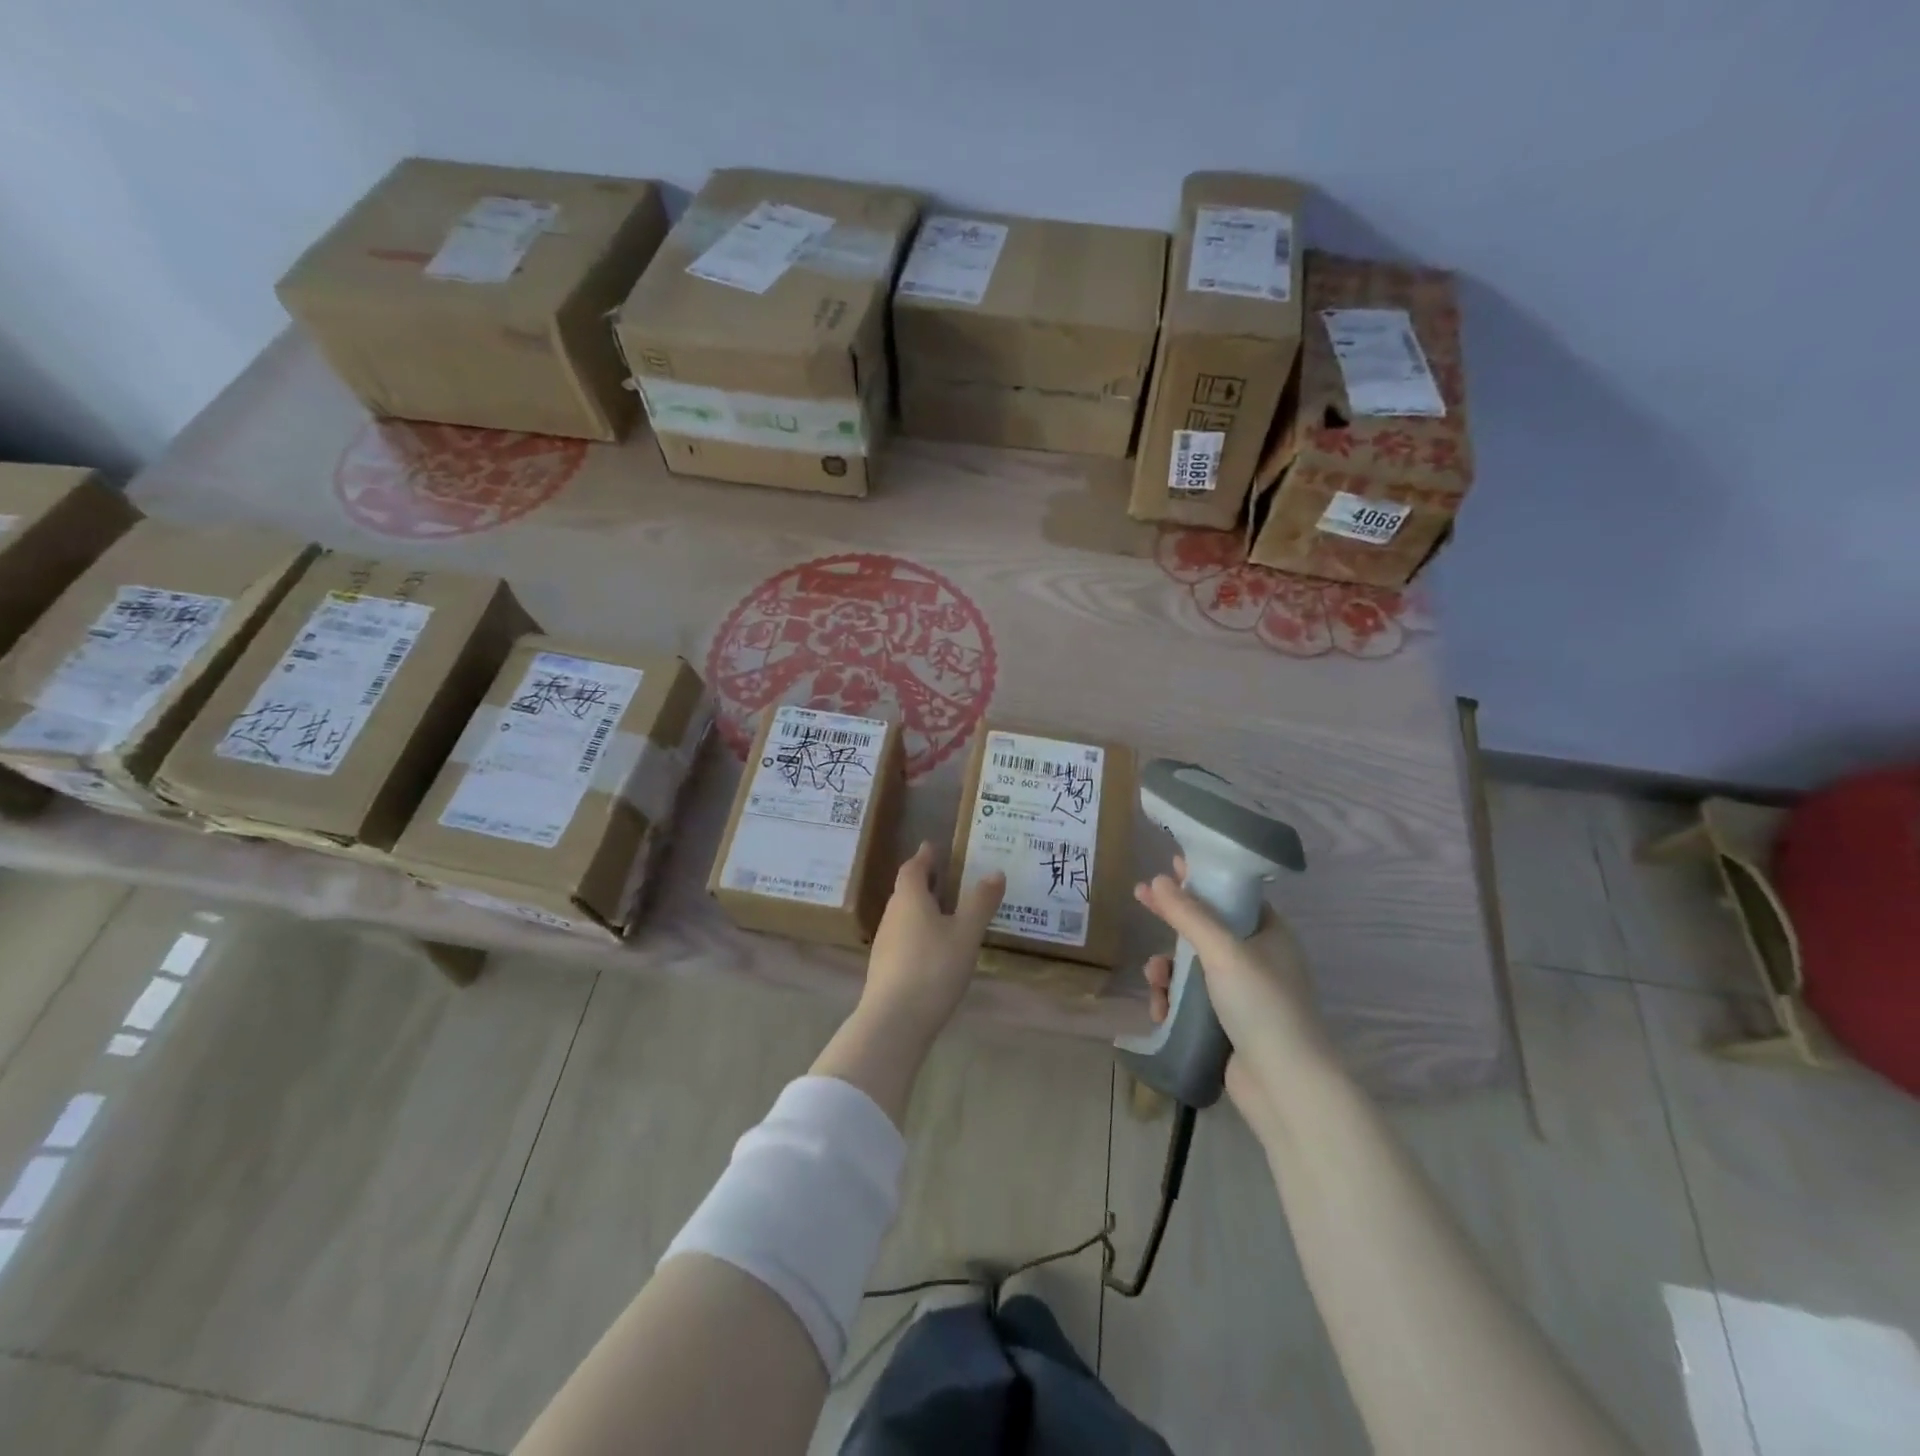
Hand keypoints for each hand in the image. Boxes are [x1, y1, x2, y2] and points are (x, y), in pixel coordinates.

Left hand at [858, 842, 1004, 1046]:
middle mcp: (892, 915)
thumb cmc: (933, 967)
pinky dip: (919, 932)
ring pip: (904, 916)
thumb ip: (981, 902)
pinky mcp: (884, 968)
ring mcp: (885, 943)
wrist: (894, 1020)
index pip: (913, 869)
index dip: (924, 857)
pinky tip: (934, 948)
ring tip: (945, 912)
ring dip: (921, 908)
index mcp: (909, 899)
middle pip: (906, 891)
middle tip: (945, 877)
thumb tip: (995, 871)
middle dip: (924, 881)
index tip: (932, 847)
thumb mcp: (966, 933)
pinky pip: (904, 938)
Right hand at [1135, 856, 1331, 1137]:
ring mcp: (1243, 993)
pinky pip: (1192, 999)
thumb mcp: (1223, 951)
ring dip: (1168, 969)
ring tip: (1154, 980)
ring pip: (1193, 966)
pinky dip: (1173, 1000)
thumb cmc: (1262, 1006)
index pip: (1232, 893)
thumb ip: (1188, 914)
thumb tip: (1156, 880)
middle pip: (1207, 928)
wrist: (1285, 1086)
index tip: (1170, 866)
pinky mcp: (1228, 1023)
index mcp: (1270, 933)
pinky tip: (1160, 1009)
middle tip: (1141, 901)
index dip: (1201, 879)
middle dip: (1173, 924)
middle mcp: (1259, 958)